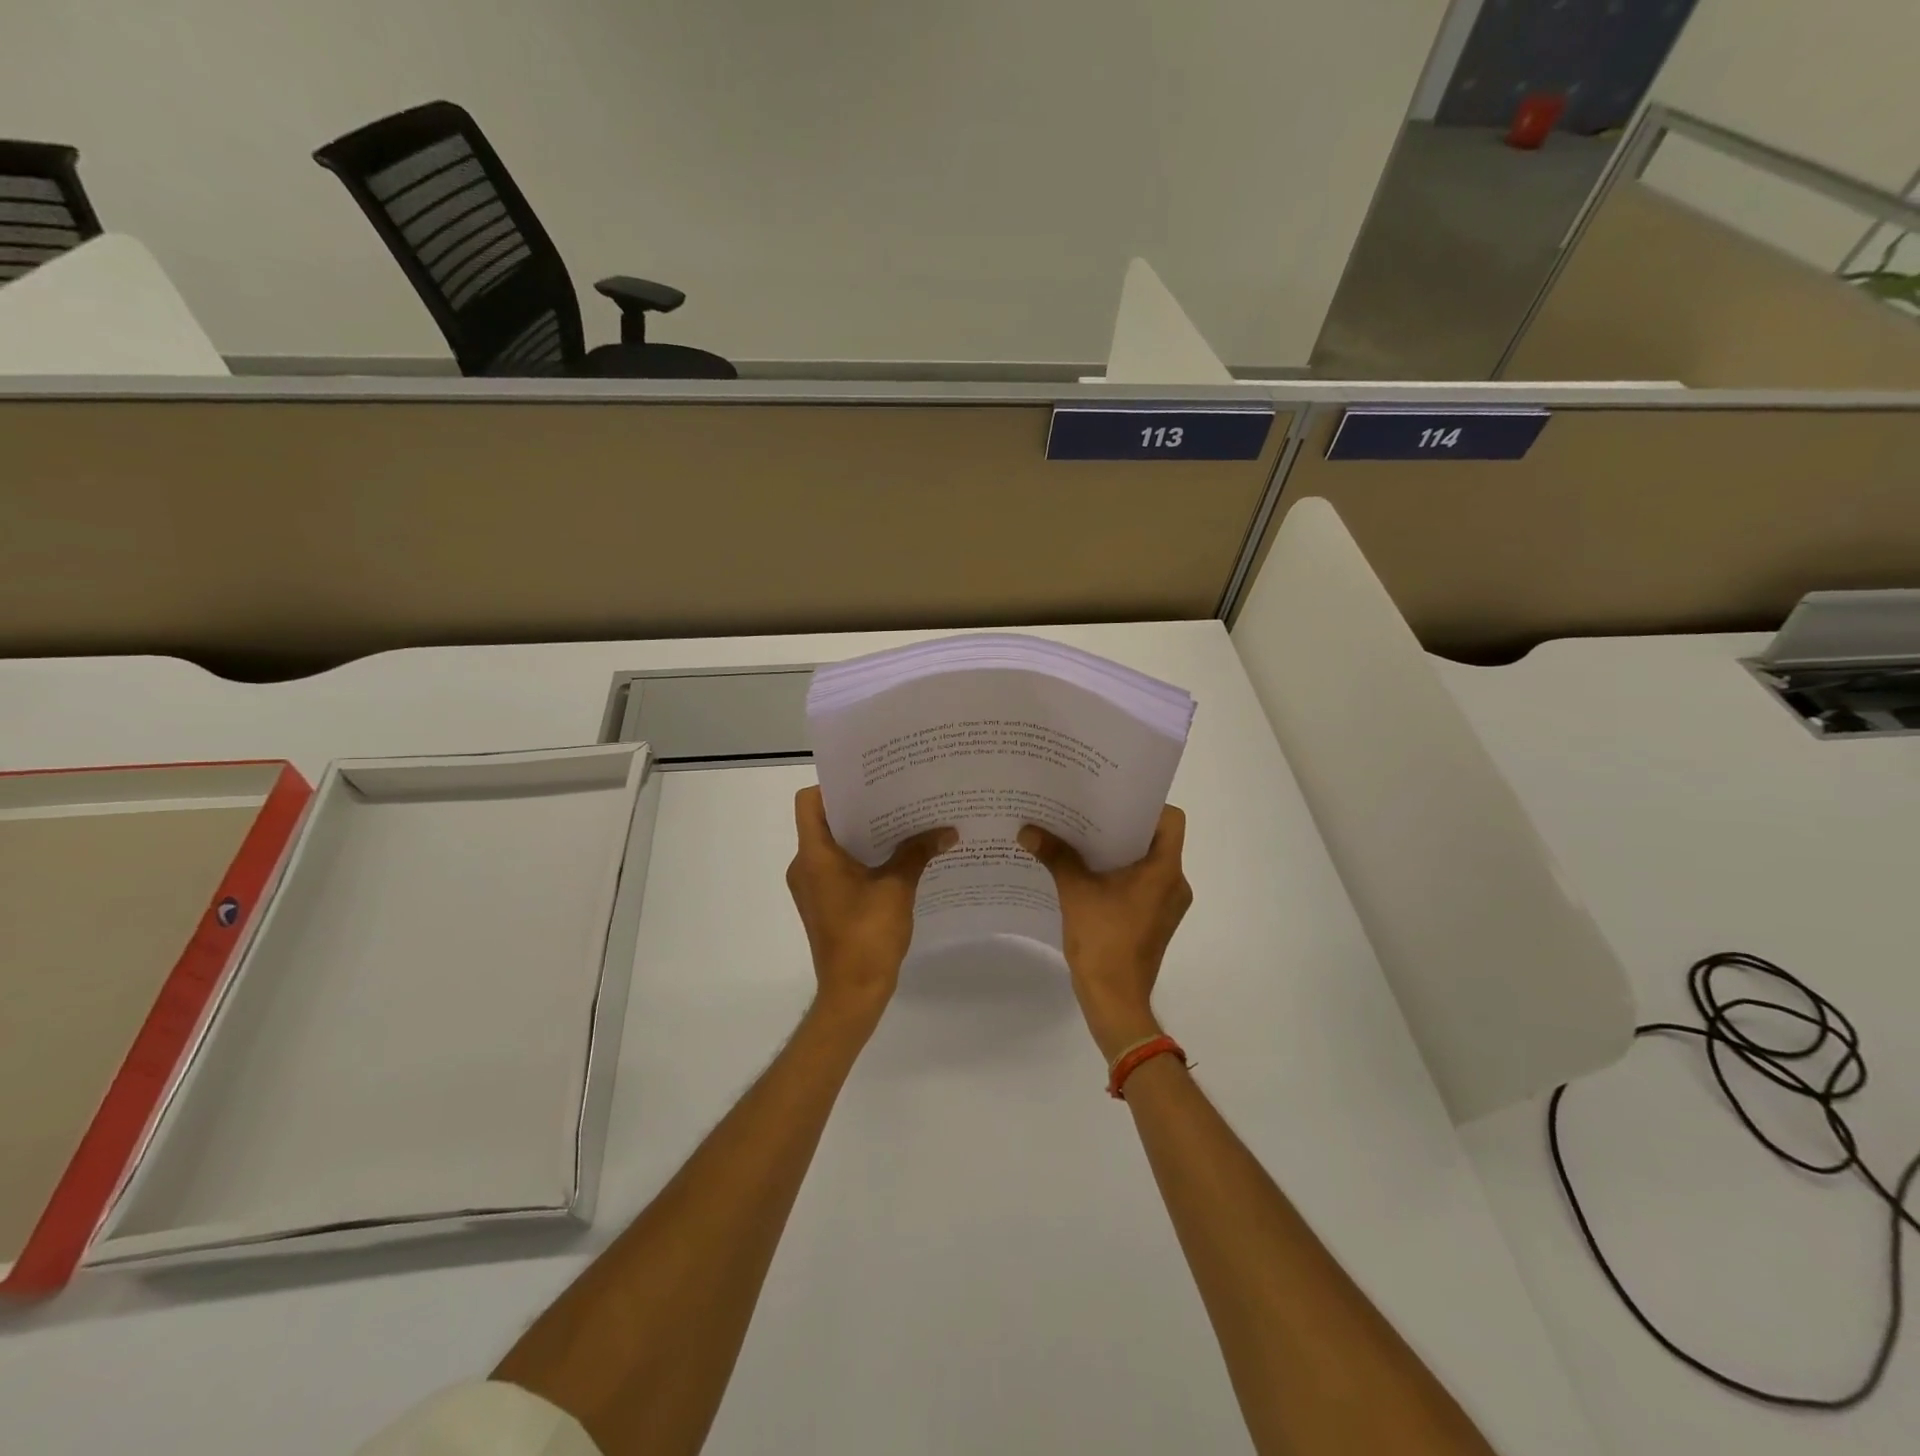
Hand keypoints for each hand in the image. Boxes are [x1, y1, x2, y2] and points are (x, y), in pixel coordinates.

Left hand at [786, 786, 955, 1029]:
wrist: (853, 992)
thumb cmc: (868, 935)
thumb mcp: (898, 887)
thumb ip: (918, 853)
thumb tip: (948, 831)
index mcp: (814, 855)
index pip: (810, 802)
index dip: (834, 787)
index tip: (869, 782)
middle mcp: (805, 866)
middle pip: (824, 821)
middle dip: (859, 808)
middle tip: (895, 795)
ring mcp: (812, 887)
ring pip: (833, 846)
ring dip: (863, 834)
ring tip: (901, 822)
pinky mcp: (823, 903)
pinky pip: (838, 867)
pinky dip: (861, 858)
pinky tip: (896, 857)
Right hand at [1019, 805, 1191, 1060]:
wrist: (1115, 1000)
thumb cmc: (1103, 941)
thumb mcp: (1075, 892)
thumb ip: (1056, 856)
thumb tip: (1027, 830)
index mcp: (1165, 870)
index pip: (1170, 819)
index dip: (1145, 805)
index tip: (1113, 800)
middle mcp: (1175, 883)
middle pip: (1156, 839)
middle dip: (1122, 826)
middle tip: (1088, 813)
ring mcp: (1167, 905)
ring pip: (1148, 863)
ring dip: (1119, 851)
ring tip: (1083, 839)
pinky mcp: (1156, 920)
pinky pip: (1142, 884)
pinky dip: (1120, 874)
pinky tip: (1088, 874)